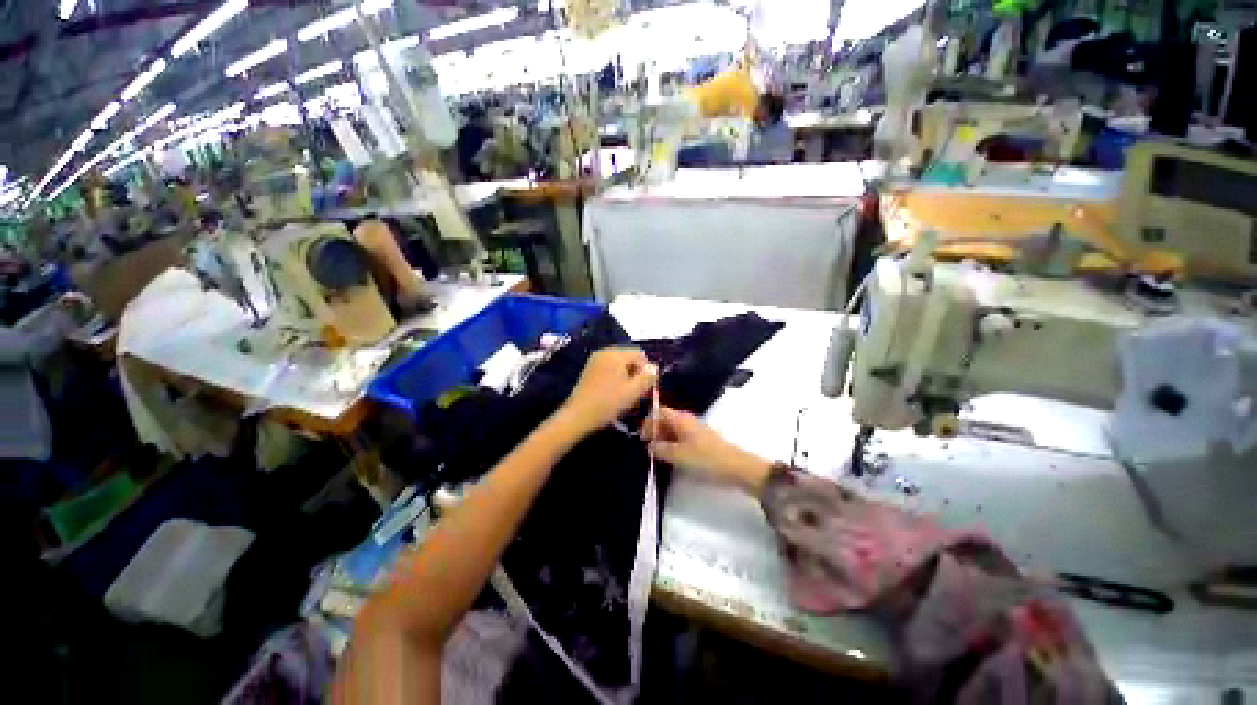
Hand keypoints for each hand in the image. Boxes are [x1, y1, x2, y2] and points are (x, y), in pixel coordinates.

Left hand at [557, 347, 657, 437]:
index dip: (646, 370)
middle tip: (635, 392)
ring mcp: (595, 360)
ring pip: (619, 364)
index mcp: (616, 354)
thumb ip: (647, 377)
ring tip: (624, 395)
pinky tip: (613, 394)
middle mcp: (604, 352)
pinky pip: (608, 368)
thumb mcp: (633, 392)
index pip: (639, 354)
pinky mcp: (589, 370)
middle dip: (635, 373)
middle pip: (629, 357)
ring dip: (625, 377)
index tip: (643, 388)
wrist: (578, 416)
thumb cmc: (608, 403)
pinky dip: (615, 378)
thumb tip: (654, 367)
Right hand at [643, 407, 771, 492]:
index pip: (659, 411)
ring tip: (658, 453)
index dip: (648, 422)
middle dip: (654, 430)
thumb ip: (660, 449)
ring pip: (673, 428)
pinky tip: (672, 456)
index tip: (642, 438)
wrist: (735, 466)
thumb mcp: (678, 456)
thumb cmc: (705, 458)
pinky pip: (681, 435)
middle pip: (665, 418)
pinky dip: (673, 442)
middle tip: (648, 447)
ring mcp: (695, 428)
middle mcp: (687, 419)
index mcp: (680, 419)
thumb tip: (649, 446)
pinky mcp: (701, 438)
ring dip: (663, 437)